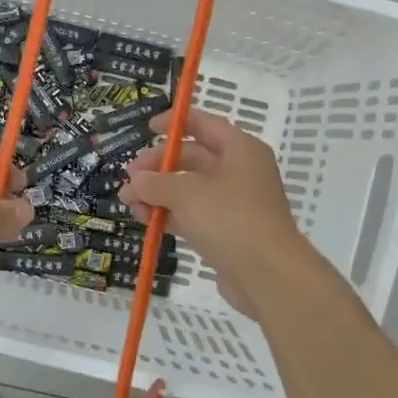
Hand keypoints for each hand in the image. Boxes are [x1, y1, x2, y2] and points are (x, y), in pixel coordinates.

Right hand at [120, 109, 315, 316]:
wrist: (268, 275)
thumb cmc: (230, 219)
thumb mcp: (186, 194)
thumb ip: (155, 183)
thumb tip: (134, 181)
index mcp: (240, 149)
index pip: (204, 123)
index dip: (174, 122)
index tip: (147, 128)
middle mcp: (240, 171)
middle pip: (193, 157)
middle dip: (158, 166)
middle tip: (129, 177)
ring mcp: (235, 203)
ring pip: (190, 189)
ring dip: (159, 193)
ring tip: (129, 203)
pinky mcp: (229, 231)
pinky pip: (194, 214)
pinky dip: (170, 214)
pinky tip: (146, 221)